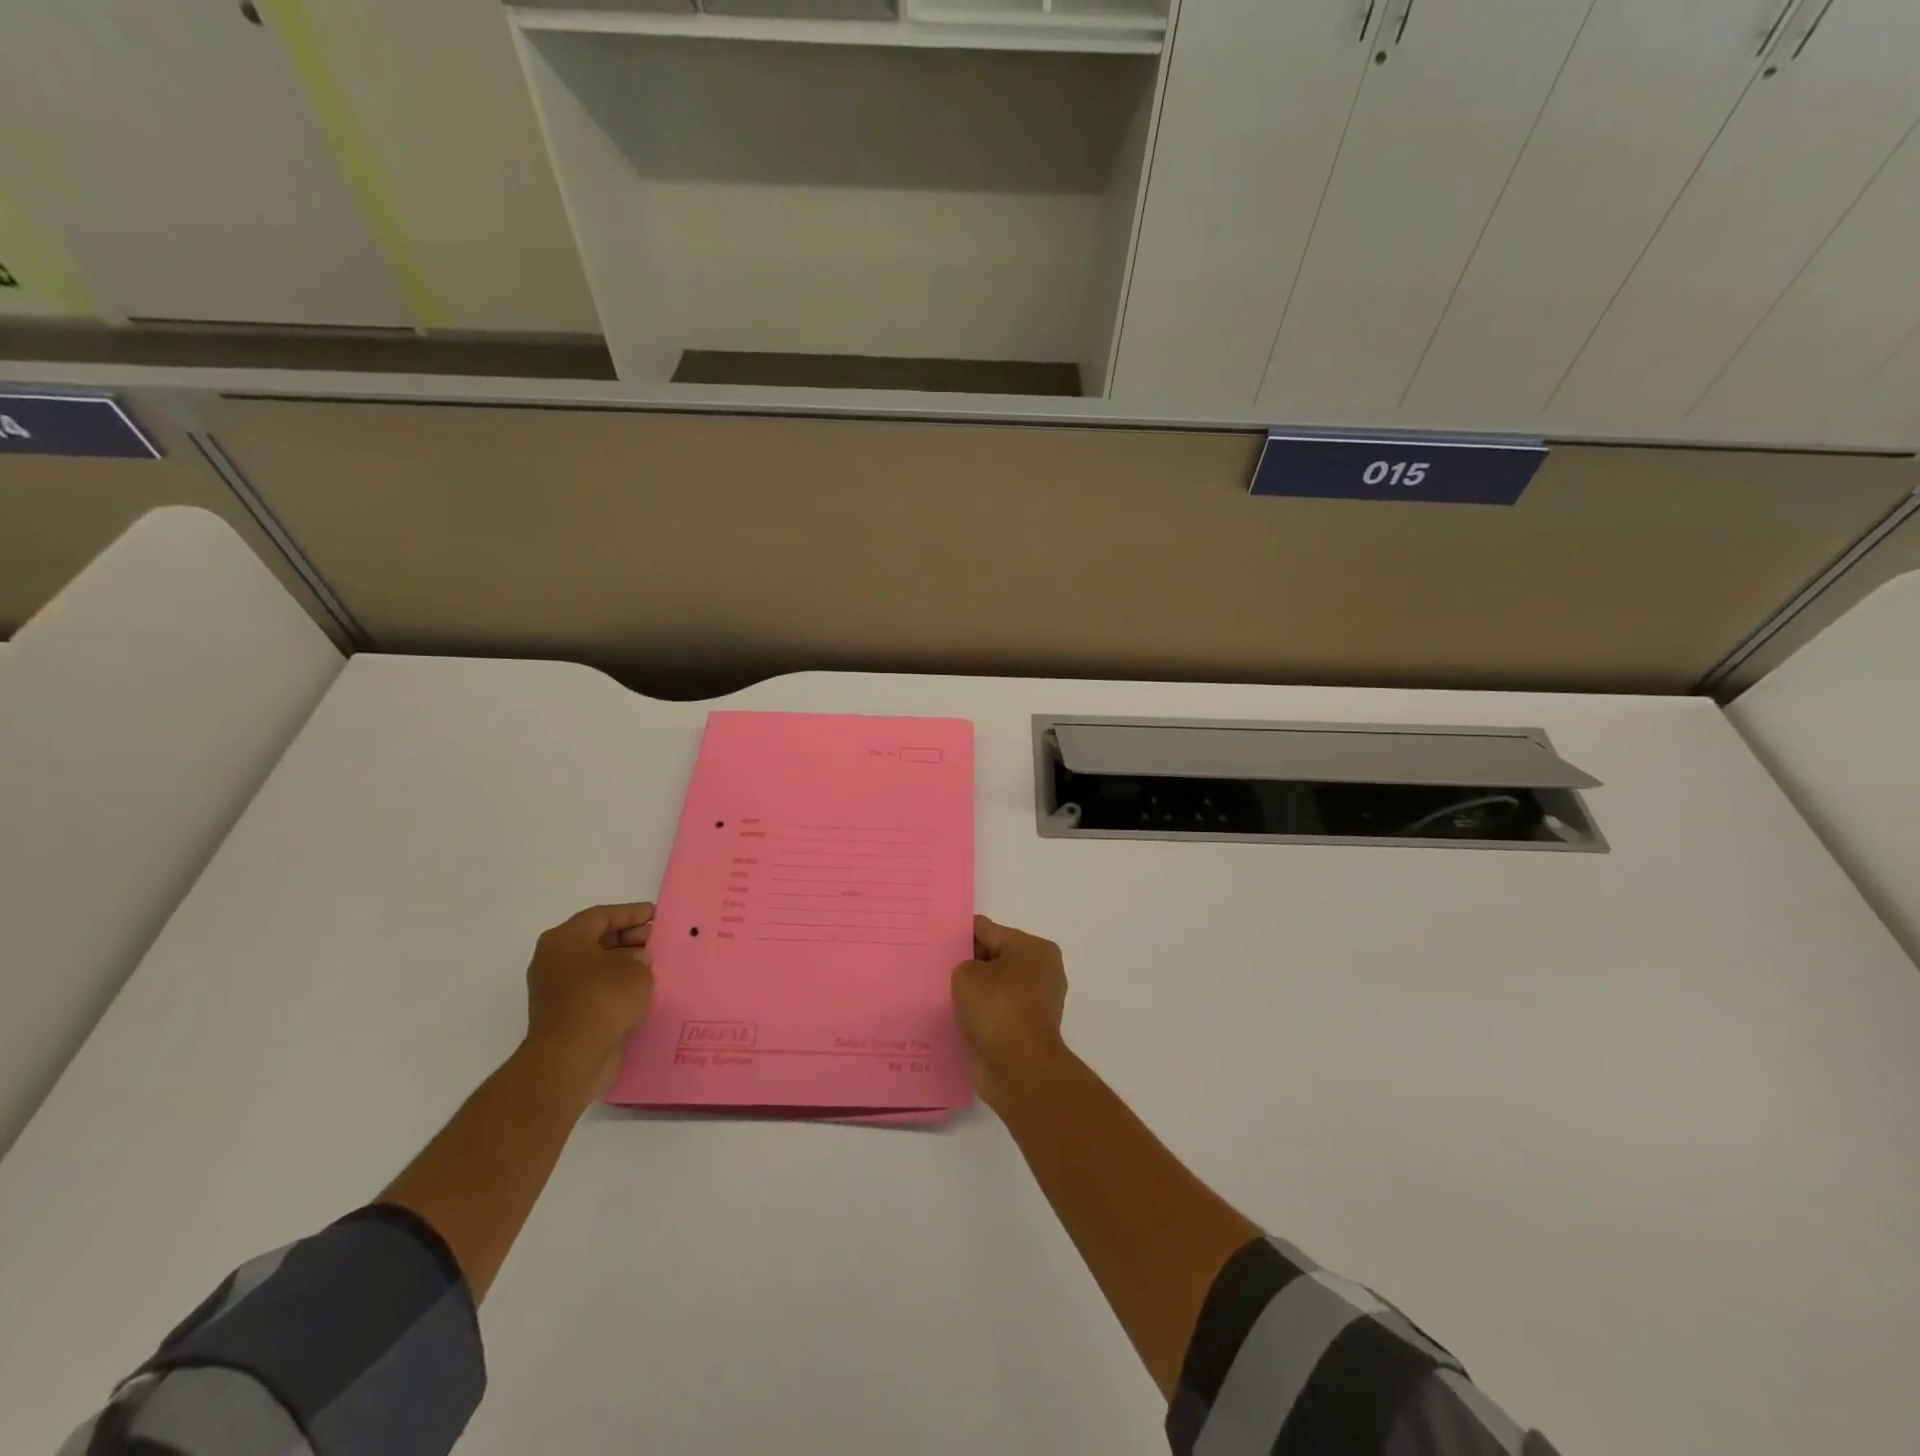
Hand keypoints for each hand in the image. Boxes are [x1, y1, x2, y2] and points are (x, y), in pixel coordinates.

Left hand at [523, 902, 655, 1092]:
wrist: (569, 1059)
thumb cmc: (603, 1001)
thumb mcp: (636, 970)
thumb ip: (641, 958)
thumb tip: (636, 961)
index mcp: (565, 938)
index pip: (603, 915)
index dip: (633, 913)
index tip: (657, 915)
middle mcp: (553, 958)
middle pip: (596, 938)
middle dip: (629, 937)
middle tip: (657, 940)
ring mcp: (553, 987)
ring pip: (594, 964)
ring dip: (622, 963)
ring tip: (653, 966)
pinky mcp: (560, 1012)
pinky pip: (591, 988)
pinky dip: (613, 985)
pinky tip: (638, 990)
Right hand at [952, 915, 1068, 1110]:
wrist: (1018, 1067)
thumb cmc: (996, 1007)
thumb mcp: (967, 973)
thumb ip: (965, 964)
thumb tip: (973, 975)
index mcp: (1034, 949)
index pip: (991, 931)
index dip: (964, 933)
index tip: (939, 936)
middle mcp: (1042, 972)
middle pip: (997, 959)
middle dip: (970, 963)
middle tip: (936, 965)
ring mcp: (1037, 1004)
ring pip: (997, 988)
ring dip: (975, 992)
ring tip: (942, 992)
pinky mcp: (1027, 1031)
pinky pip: (997, 1013)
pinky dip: (981, 1015)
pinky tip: (956, 1017)